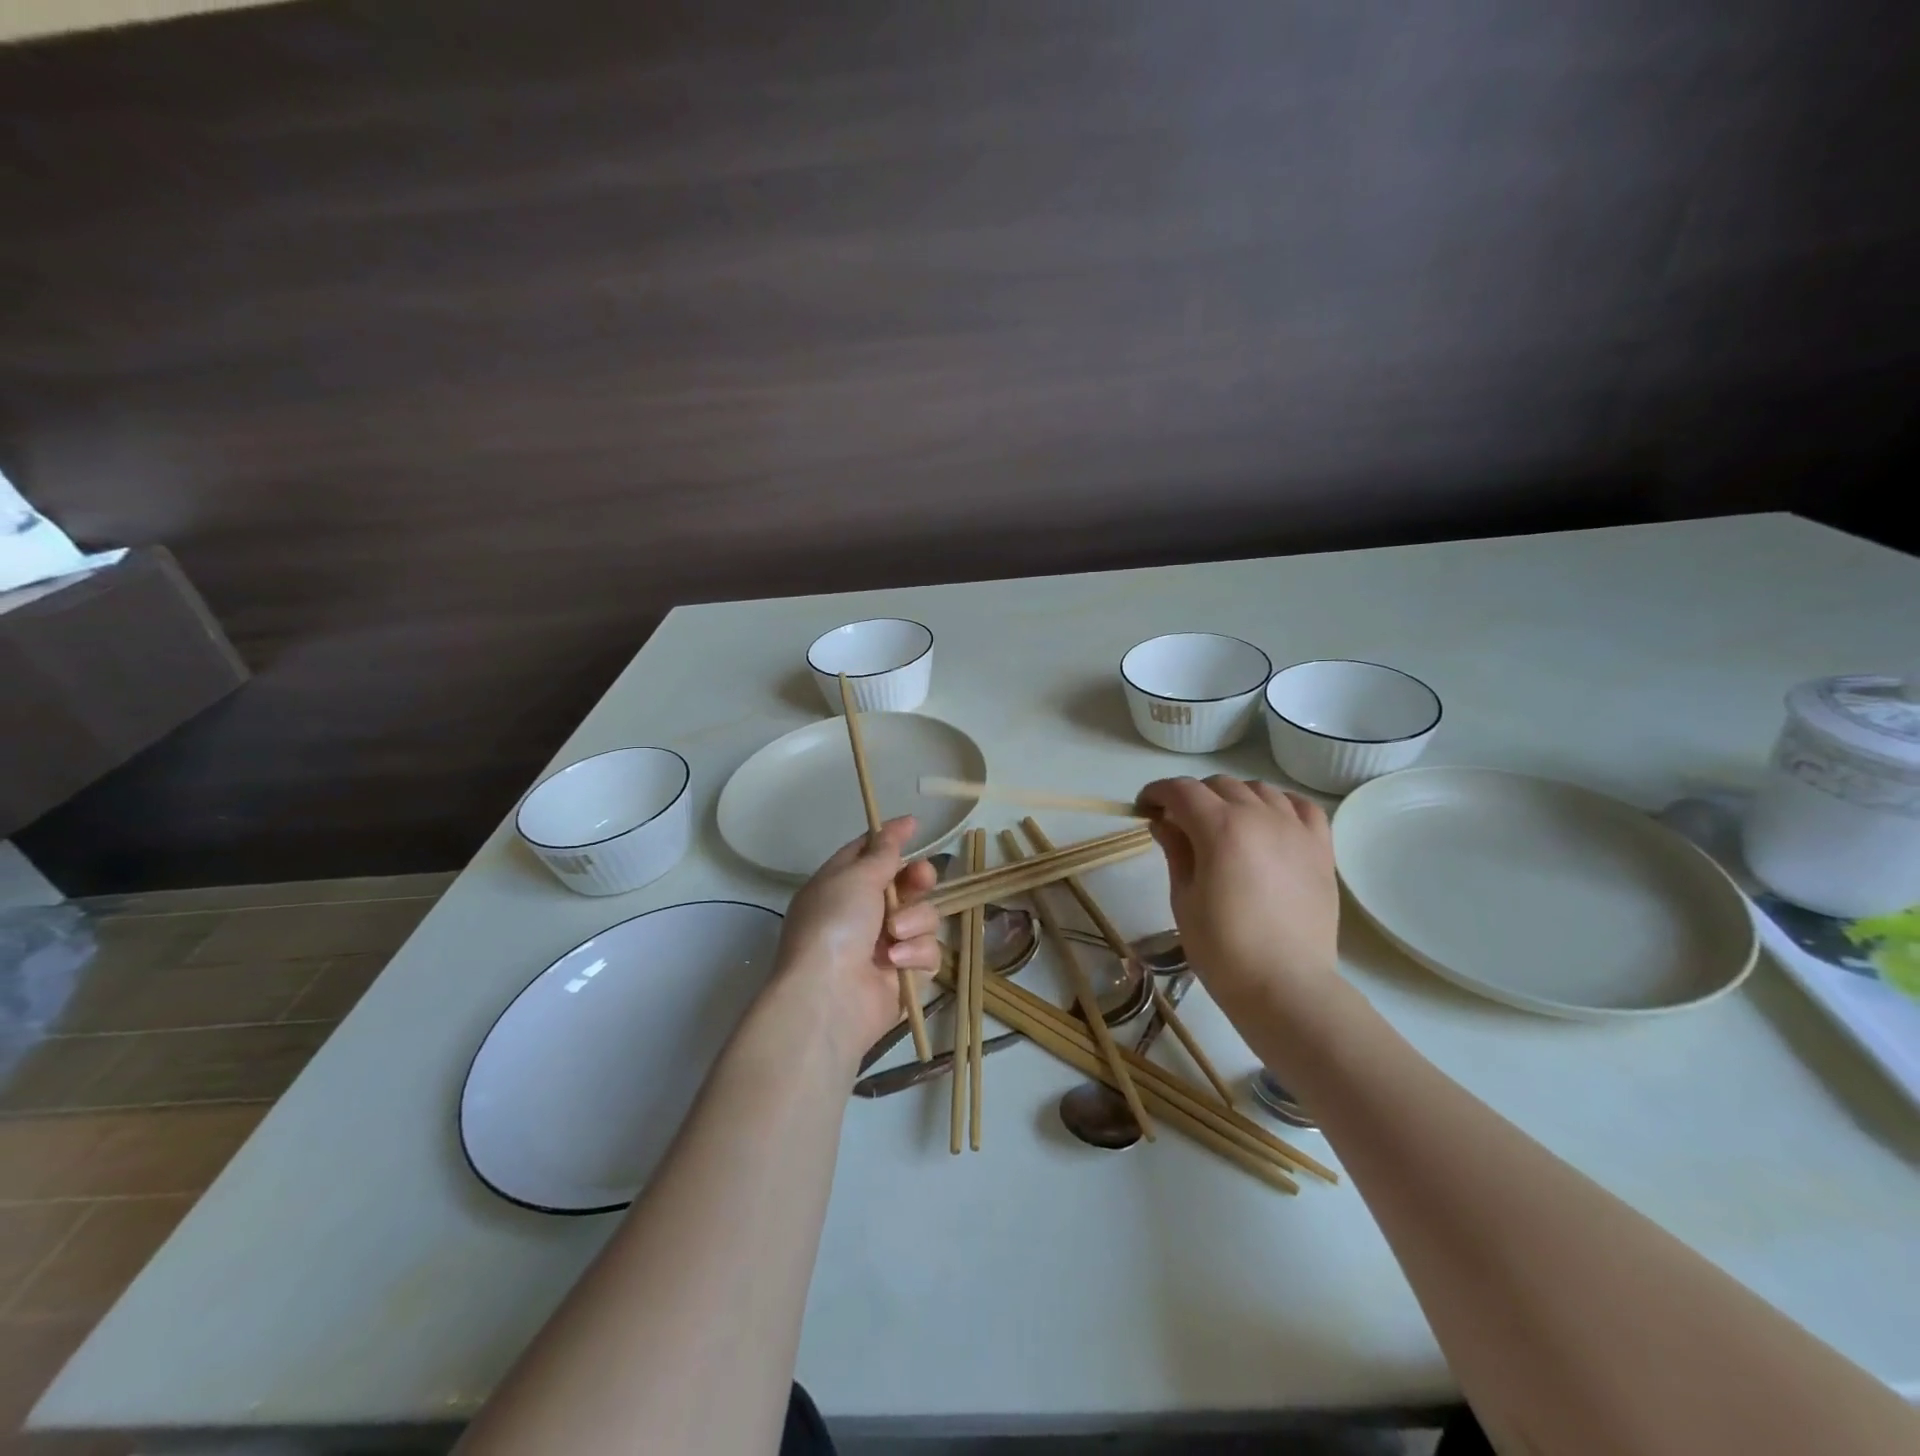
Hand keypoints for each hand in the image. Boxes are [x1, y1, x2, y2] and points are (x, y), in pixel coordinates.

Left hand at [777, 816, 942, 1051]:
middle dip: (917, 880)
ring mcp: (884, 945)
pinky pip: (927, 952)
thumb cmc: (835, 925)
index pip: (868, 854)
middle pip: (906, 884)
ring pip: (924, 917)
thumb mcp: (856, 877)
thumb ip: (884, 851)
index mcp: (840, 886)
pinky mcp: (903, 975)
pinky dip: (914, 954)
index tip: (915, 825)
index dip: (891, 839)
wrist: (829, 997)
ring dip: (913, 921)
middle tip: (919, 880)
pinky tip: (896, 963)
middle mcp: (862, 913)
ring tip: (895, 935)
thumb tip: (902, 823)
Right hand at [1138, 776, 1339, 1023]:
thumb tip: (1163, 823)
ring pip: (1259, 790)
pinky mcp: (1321, 848)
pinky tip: (1268, 822)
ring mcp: (1295, 829)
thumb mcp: (1184, 898)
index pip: (1181, 790)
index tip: (1144, 808)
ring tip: (1223, 825)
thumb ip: (1175, 851)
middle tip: (1178, 823)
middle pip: (1219, 785)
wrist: (1286, 987)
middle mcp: (1260, 816)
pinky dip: (1279, 805)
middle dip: (1192, 796)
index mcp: (1220, 828)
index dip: (1157, 793)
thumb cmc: (1223, 949)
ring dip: (1233, 798)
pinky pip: (1301, 807)